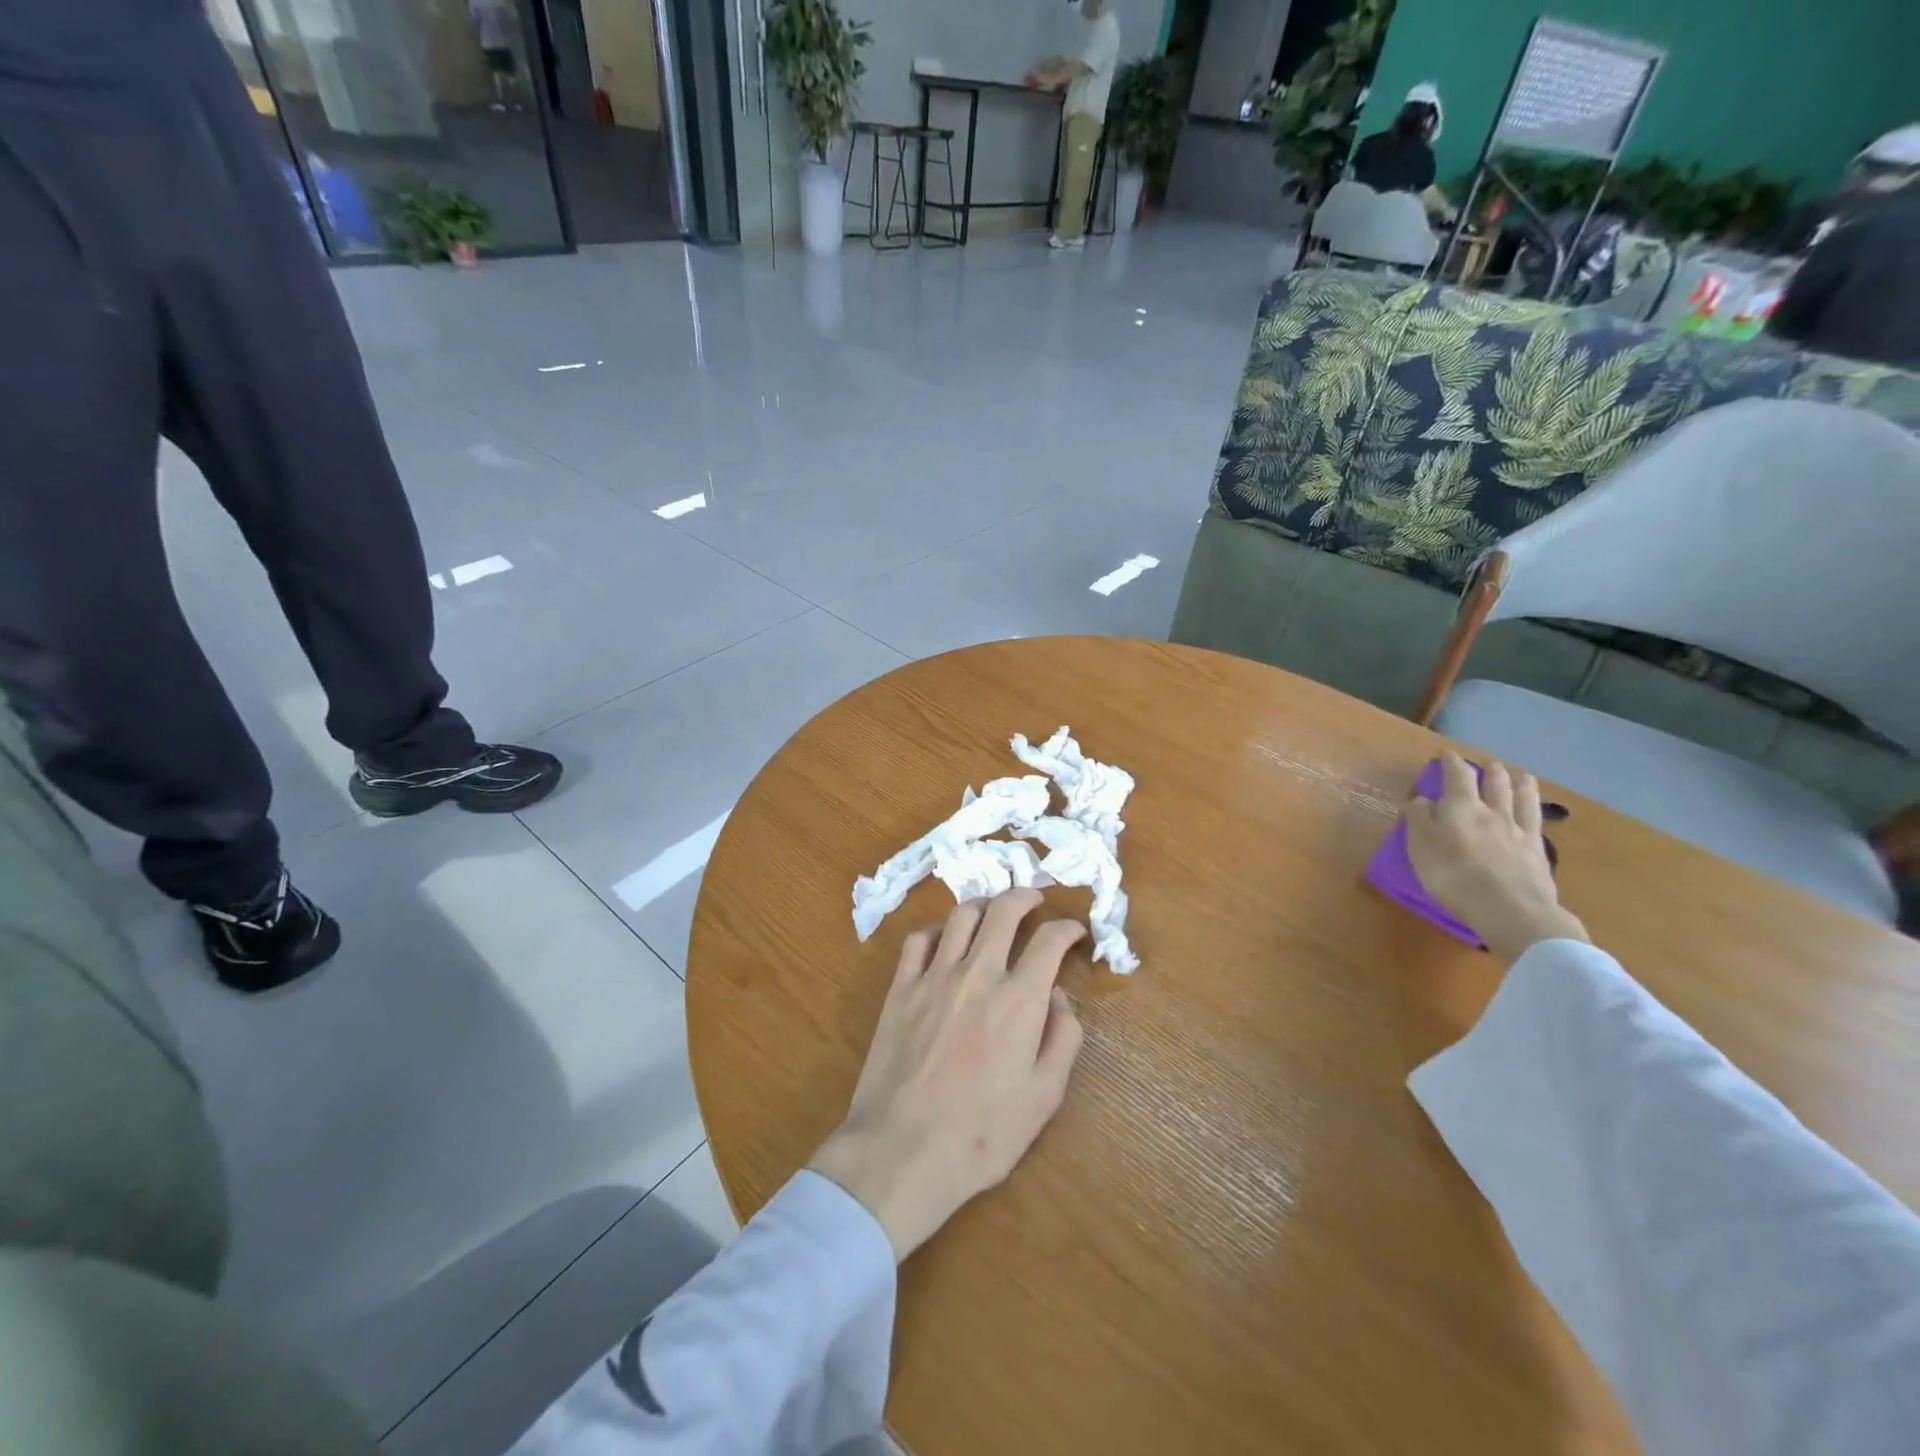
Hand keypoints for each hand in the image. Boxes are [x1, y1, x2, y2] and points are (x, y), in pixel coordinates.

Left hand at [810, 891, 1086, 1260]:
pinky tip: (944, 941)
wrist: (903, 1149)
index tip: (1075, 930)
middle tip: (1035, 899)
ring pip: (961, 916)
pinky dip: (937, 931)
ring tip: (993, 911)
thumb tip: (1060, 997)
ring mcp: (934, 976)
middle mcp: (978, 973)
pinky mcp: (901, 988)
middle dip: (1025, 896)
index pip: (1050, 940)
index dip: (1068, 928)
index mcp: (1019, 999)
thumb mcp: (1043, 1097)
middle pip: (1004, 911)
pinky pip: (918, 940)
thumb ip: (1062, 1039)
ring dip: (984, 905)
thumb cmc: (981, 1133)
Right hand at [1405, 752, 1588, 963]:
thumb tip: (1421, 800)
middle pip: (1494, 783)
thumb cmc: (1454, 877)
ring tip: (1519, 775)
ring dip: (1518, 782)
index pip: (1456, 776)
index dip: (1451, 762)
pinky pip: (1536, 820)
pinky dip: (1535, 807)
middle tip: (1486, 764)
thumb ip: (1419, 820)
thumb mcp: (1421, 847)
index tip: (1446, 754)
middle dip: (1488, 770)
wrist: (1510, 909)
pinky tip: (1535, 807)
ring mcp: (1518, 829)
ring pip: (1520, 797)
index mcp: (1460, 808)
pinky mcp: (1537, 849)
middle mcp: (1492, 811)